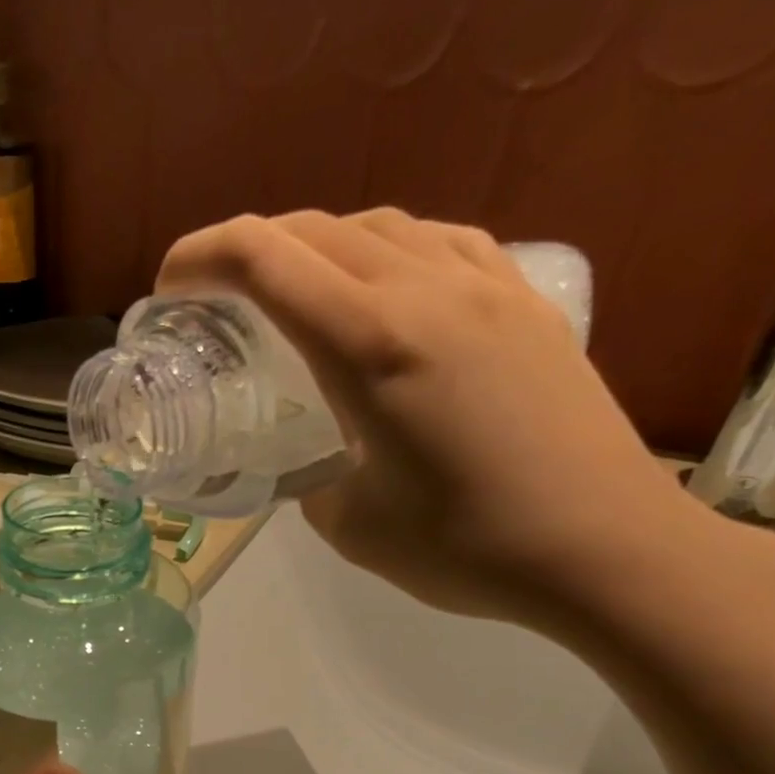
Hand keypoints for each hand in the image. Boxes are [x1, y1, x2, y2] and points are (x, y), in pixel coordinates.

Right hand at [155, 208, 724, 630]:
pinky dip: (387, 249)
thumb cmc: (465, 547)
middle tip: (216, 299)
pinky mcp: (525, 300)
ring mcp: (484, 286)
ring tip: (292, 293)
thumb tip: (307, 455)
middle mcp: (424, 290)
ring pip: (377, 224)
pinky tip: (383, 287)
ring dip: (314, 246)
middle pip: (312, 229)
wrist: (605, 548)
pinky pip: (439, 241)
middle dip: (245, 250)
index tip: (169, 290)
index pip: (262, 258)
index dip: (199, 258)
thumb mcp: (347, 524)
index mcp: (369, 344)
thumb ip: (308, 473)